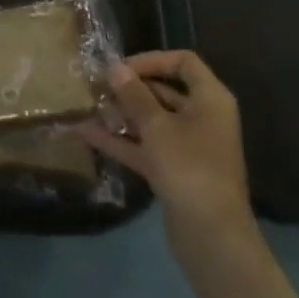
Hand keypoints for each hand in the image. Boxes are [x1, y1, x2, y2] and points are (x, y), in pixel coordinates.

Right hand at [85, 51, 298, 297]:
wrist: (211, 237)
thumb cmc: (188, 167)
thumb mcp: (156, 126)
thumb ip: (133, 95)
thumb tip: (115, 67)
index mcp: (210, 99)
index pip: (183, 62)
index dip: (151, 59)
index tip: (120, 68)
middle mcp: (203, 117)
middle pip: (165, 90)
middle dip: (130, 88)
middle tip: (96, 85)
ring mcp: (189, 146)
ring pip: (152, 120)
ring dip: (122, 113)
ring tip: (88, 105)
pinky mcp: (175, 171)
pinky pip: (146, 146)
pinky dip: (121, 140)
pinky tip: (87, 132)